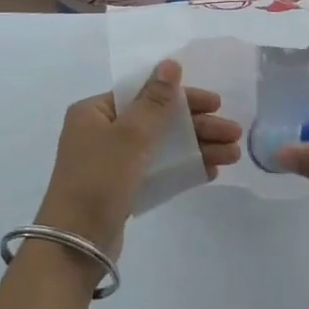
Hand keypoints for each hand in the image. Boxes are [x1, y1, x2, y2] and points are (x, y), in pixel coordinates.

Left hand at [38, 60, 241, 256]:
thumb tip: (170, 63)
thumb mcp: (130, 135)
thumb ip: (155, 100)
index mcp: (94, 112)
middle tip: (234, 133)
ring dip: (197, 147)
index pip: (145, 93)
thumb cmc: (99, 180)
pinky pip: (157, 169)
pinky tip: (211, 170)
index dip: (182, 96)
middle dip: (198, 126)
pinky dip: (182, 167)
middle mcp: (101, 132)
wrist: (75, 244)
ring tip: (233, 155)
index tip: (216, 103)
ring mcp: (111, 162)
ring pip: (162, 146)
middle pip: (158, 120)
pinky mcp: (121, 188)